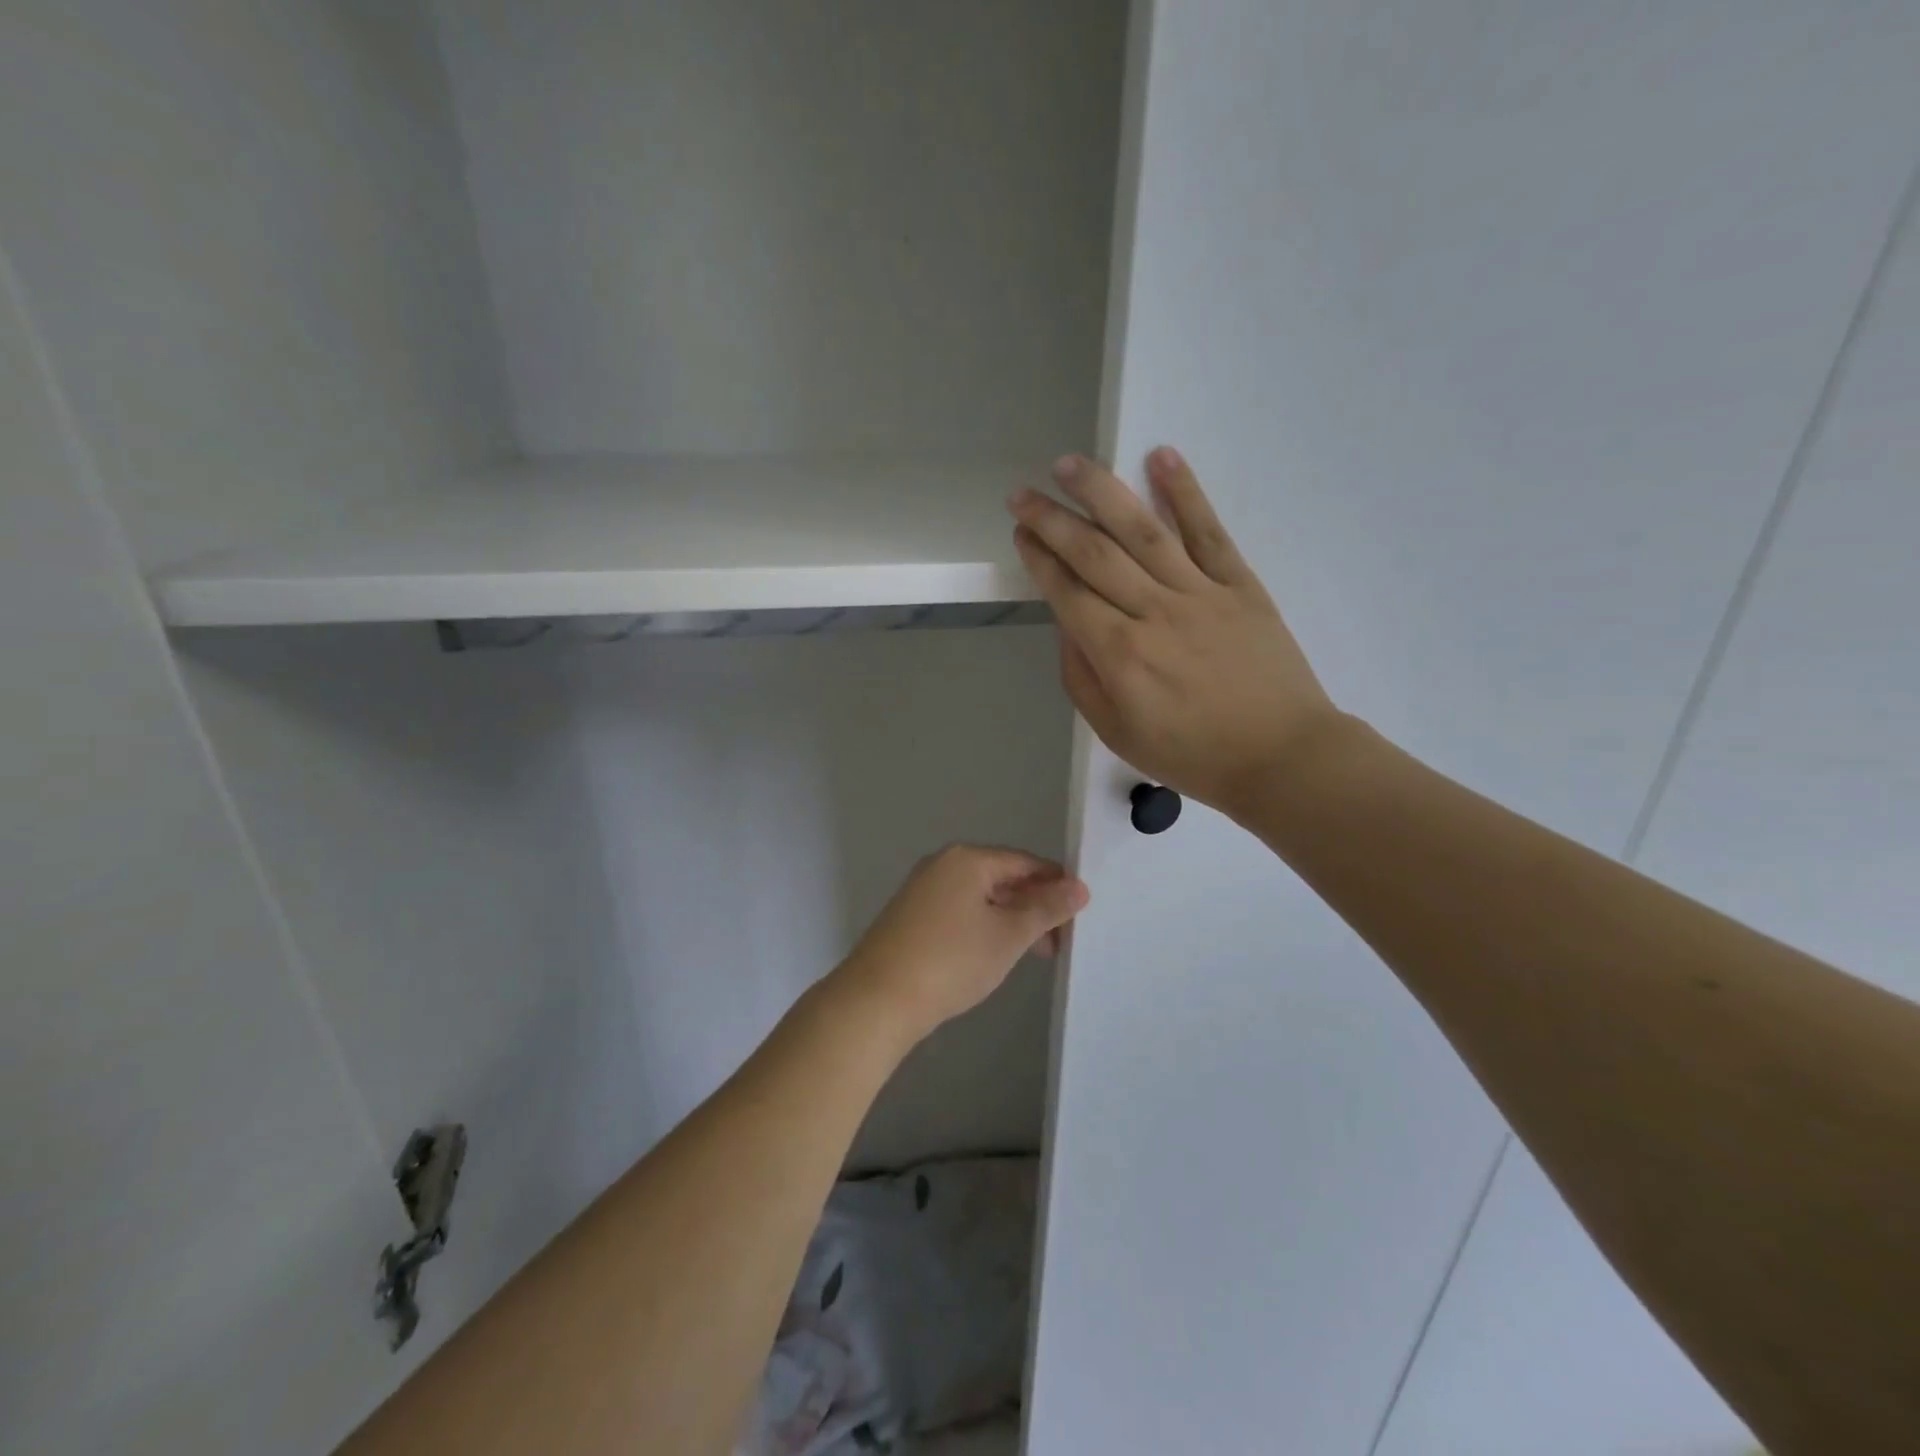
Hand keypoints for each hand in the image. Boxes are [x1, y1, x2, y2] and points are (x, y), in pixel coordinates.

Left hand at [831, 845, 1088, 1045]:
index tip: (1079, 915)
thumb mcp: (1008, 935)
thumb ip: (1046, 909)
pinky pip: (959, 913)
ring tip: (1033, 954)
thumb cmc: (950, 960)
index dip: (1055, 885)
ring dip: (1010, 921)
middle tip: (1059, 942)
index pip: (1024, 862)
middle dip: (1033, 907)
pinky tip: (994, 955)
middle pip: (1001, 878)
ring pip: (980, 898)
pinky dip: (983, 928)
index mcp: (966, 859)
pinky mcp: (910, 918)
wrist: (877, 1000)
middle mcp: (941, 866)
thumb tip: (1079, 886)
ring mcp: (922, 891)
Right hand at [1009, 447, 1340, 817]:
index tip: (1020, 531)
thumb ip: (1082, 677)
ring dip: (1103, 493)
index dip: (1039, 558)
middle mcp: (1153, 613)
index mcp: (1119, 655)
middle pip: (1094, 553)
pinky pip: (1208, 532)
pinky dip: (1185, 492)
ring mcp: (1200, 593)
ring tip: (1072, 464)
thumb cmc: (1192, 755)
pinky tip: (1161, 457)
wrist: (1281, 757)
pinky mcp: (1240, 585)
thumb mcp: (1117, 733)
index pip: (1067, 593)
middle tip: (1024, 492)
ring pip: (1142, 531)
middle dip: (1052, 519)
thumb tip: (1068, 626)